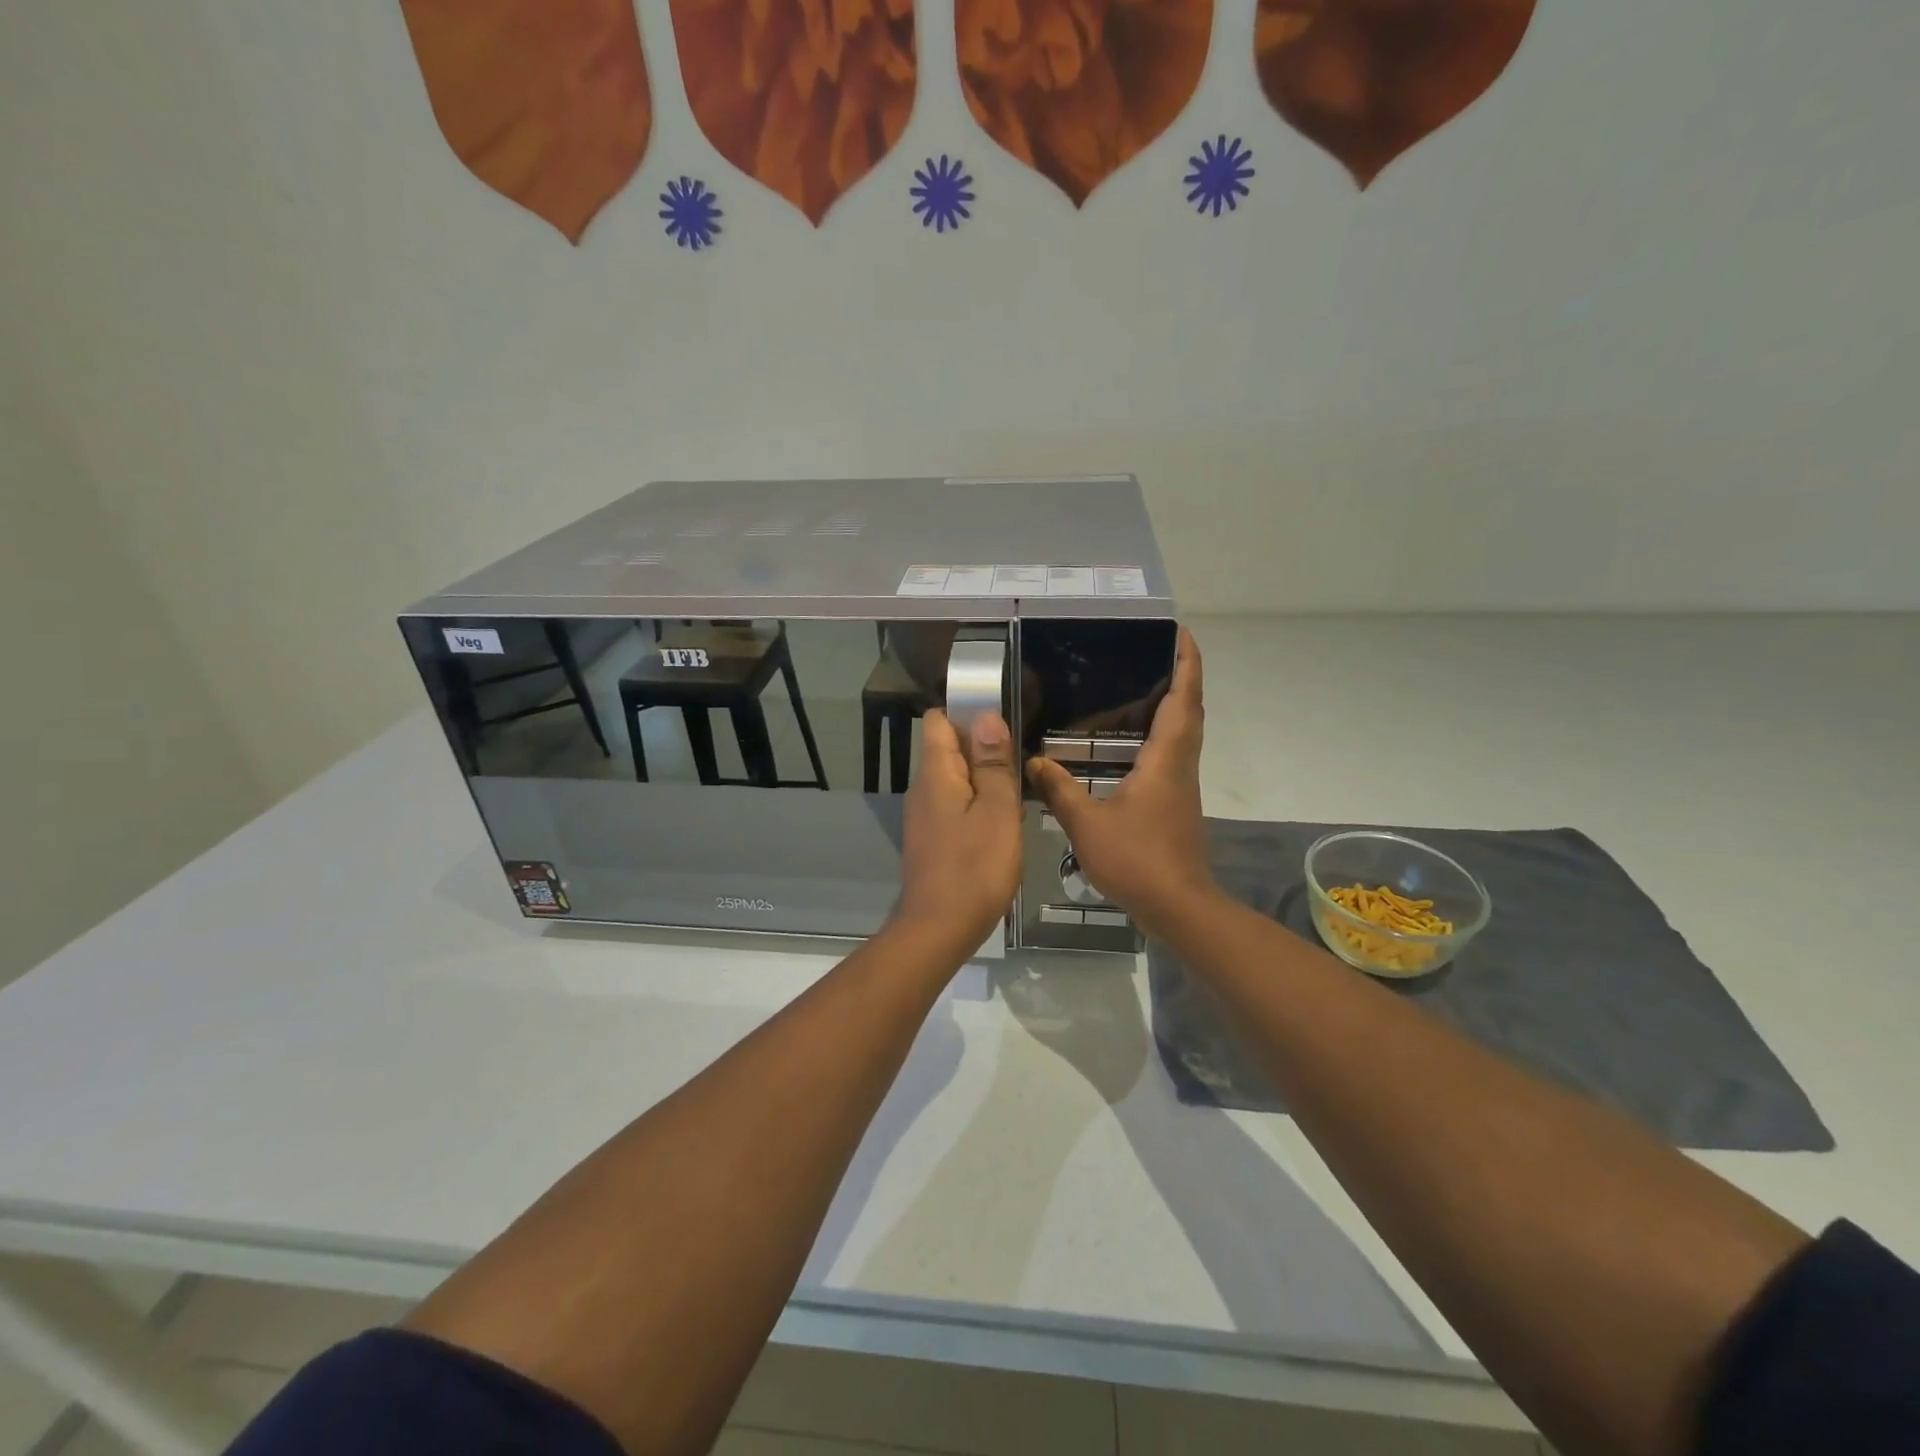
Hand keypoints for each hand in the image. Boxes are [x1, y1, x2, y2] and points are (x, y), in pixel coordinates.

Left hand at [894, 708, 1023, 956]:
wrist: (939, 930)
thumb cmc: (974, 868)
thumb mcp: (997, 811)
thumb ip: (993, 764)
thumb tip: (986, 716)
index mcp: (936, 775)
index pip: (938, 721)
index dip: (967, 714)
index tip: (1002, 724)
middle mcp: (923, 790)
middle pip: (950, 751)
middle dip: (984, 751)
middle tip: (1020, 766)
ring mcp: (924, 817)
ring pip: (956, 782)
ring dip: (985, 783)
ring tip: (1018, 798)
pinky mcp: (931, 841)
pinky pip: (956, 809)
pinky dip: (978, 809)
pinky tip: (1002, 829)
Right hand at [1026, 628, 1214, 938]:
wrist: (1178, 906)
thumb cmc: (1137, 859)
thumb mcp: (1087, 823)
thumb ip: (1059, 789)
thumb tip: (1034, 760)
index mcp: (1166, 759)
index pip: (1183, 699)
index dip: (1187, 663)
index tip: (1181, 633)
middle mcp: (1181, 764)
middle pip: (1190, 710)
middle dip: (1181, 676)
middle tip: (1153, 652)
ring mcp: (1182, 785)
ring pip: (1184, 732)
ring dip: (1172, 705)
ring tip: (1137, 687)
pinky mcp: (1177, 803)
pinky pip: (1173, 754)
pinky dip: (1159, 735)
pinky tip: (1129, 743)